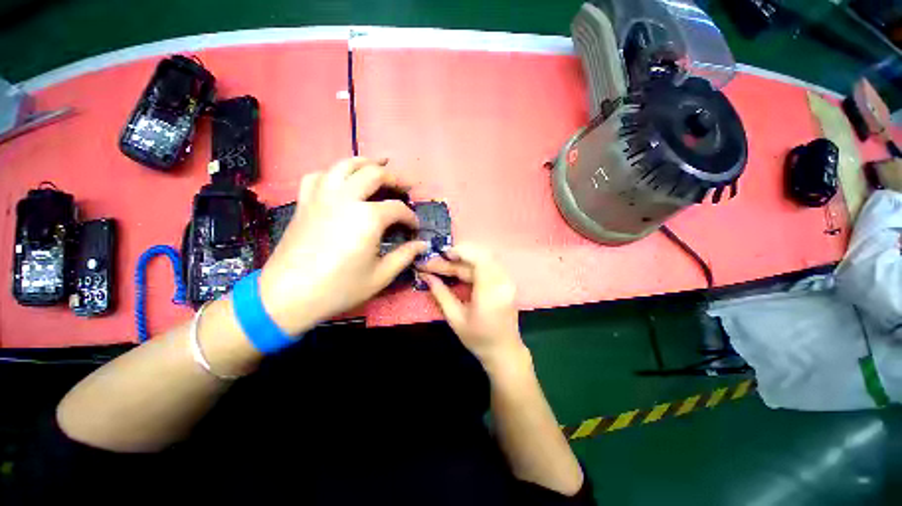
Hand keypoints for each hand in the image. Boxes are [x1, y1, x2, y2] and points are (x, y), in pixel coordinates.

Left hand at [259, 157, 426, 334]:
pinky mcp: (305, 202)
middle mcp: (346, 199)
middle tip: (406, 186)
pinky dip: (333, 173)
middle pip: (375, 174)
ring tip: (378, 164)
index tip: (415, 229)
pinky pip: (318, 176)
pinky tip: (340, 179)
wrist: (288, 296)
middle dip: (395, 178)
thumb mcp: (380, 276)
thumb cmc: (339, 288)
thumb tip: (422, 245)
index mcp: (368, 218)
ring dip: (365, 162)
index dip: (411, 218)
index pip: (397, 209)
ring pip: (345, 165)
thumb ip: (404, 256)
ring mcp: (322, 197)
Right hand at [419, 244, 527, 369]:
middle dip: (460, 253)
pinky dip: (474, 263)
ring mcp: (507, 281)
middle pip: (482, 255)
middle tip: (441, 258)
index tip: (442, 253)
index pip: (479, 259)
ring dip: (466, 257)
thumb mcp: (455, 318)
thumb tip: (426, 276)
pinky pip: (489, 265)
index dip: (461, 252)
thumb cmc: (478, 339)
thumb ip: (441, 294)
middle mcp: (502, 282)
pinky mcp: (506, 282)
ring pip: (486, 258)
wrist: (503, 351)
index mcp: (490, 291)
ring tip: (447, 261)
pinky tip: (460, 268)